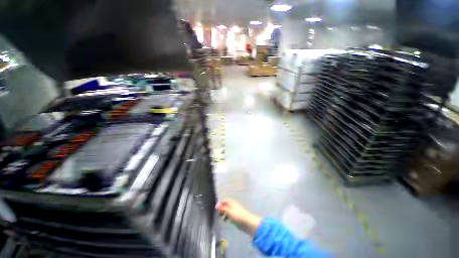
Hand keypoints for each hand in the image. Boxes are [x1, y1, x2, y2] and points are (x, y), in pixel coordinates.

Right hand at [216, 199, 261, 235]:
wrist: (246, 222)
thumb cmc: (237, 215)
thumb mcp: (228, 211)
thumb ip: (222, 208)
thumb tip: (216, 205)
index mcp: (232, 203)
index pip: (224, 201)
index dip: (219, 204)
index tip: (215, 209)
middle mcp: (233, 206)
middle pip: (225, 206)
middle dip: (220, 209)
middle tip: (217, 214)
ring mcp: (234, 212)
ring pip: (226, 212)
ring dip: (223, 214)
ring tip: (220, 218)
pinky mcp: (235, 217)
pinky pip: (229, 216)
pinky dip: (226, 218)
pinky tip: (224, 221)